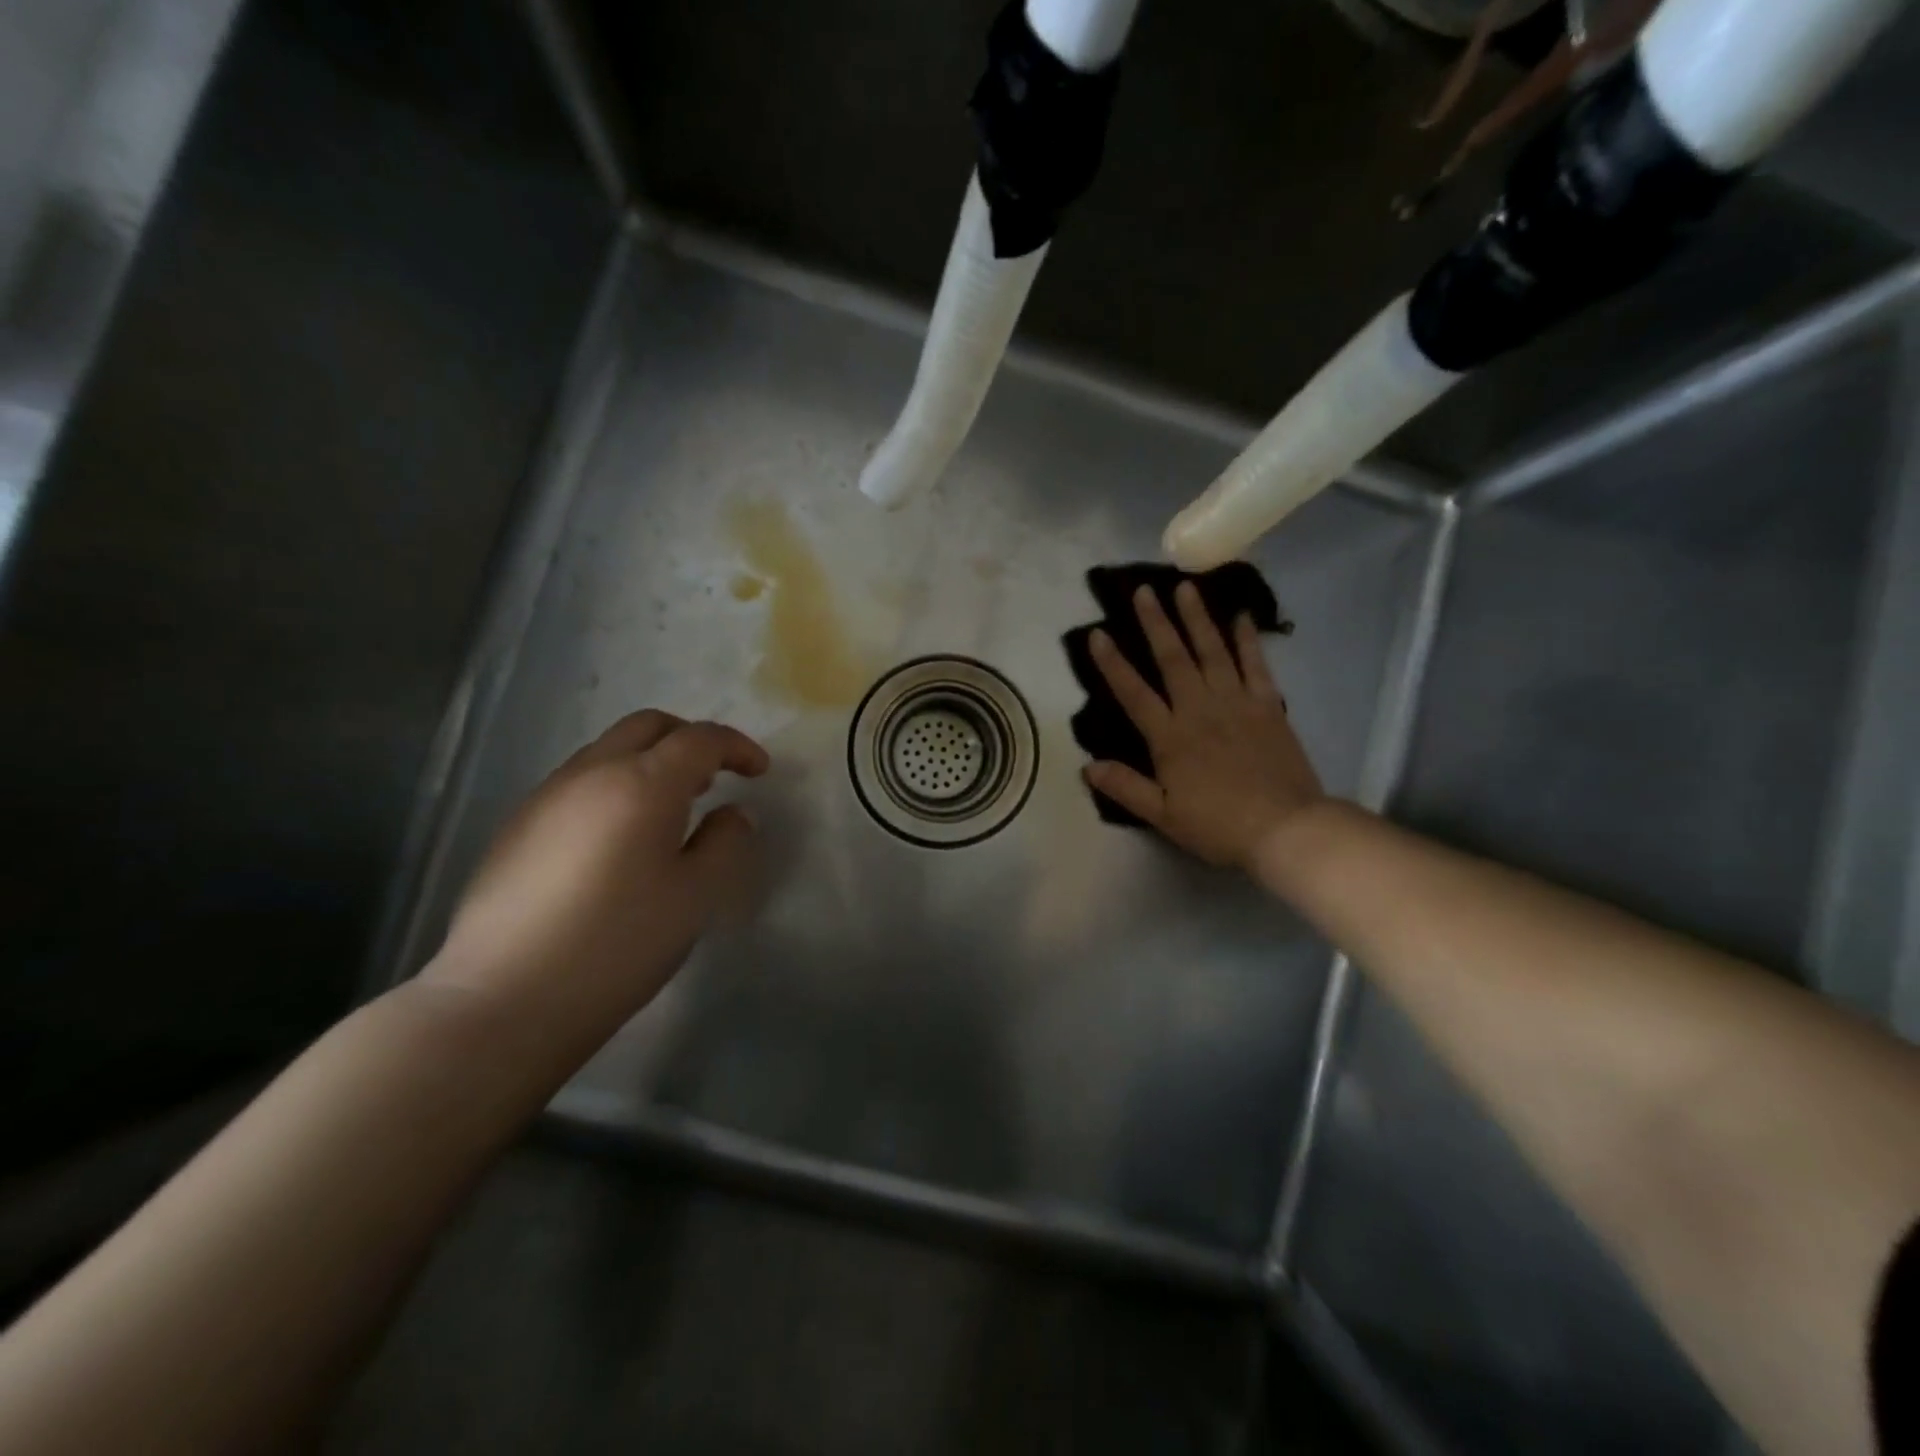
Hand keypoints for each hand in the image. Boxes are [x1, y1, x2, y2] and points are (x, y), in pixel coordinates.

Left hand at [427, 711, 769, 1043]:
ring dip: (649, 762)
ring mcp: (546, 796)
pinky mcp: (517, 826)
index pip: (700, 739)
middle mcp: (592, 773)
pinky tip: (619, 839)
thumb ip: (725, 843)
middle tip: (715, 776)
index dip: (736, 747)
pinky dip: (614, 787)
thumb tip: (732, 814)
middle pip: (648, 726)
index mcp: (643, 784)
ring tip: (671, 809)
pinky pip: (579, 782)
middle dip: (689, 739)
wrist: (504, 999)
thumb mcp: (696, 896)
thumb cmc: (618, 943)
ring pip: (608, 750)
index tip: (758, 771)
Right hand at [1085, 582, 1323, 869]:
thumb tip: (1087, 766)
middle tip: (1143, 590)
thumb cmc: (1218, 826)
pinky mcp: (1268, 706)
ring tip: (1185, 587)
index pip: (1134, 694)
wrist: (1286, 829)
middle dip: (1156, 623)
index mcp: (1170, 738)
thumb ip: (1125, 787)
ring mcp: (1236, 703)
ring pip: (1212, 652)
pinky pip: (1255, 665)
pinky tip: (1240, 615)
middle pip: (1173, 659)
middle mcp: (1199, 710)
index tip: (1097, 633)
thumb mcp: (1163, 816)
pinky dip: (1247, 639)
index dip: (1113, 664)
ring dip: (1197, 618)